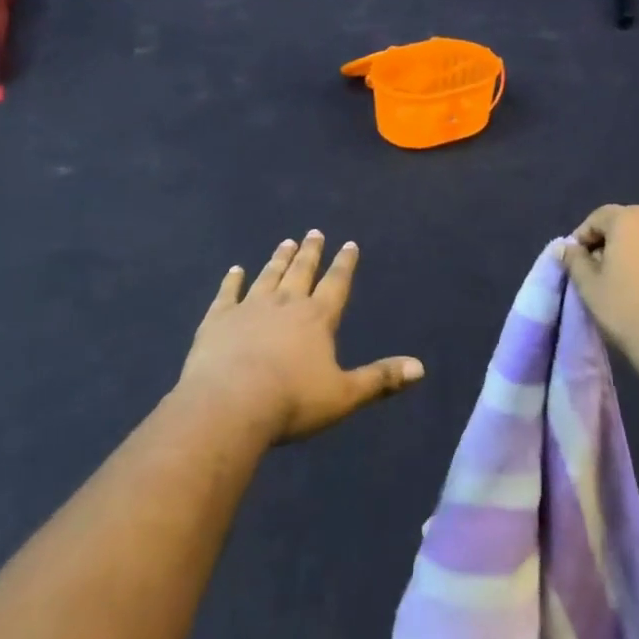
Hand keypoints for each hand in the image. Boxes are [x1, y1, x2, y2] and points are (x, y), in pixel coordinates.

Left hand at [179, 231, 423, 442]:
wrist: (230, 405)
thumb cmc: (292, 402)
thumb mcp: (343, 395)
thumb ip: (380, 379)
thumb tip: (420, 368)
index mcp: (317, 318)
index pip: (336, 284)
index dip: (344, 264)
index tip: (349, 244)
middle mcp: (285, 303)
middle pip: (301, 272)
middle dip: (310, 252)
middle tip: (314, 232)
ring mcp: (250, 308)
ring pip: (269, 276)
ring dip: (279, 259)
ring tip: (286, 242)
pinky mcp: (218, 319)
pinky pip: (228, 293)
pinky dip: (232, 281)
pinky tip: (235, 270)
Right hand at [558, 205, 638, 373]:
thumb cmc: (628, 311)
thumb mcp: (589, 287)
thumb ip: (575, 261)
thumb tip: (567, 248)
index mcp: (631, 219)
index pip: (599, 217)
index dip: (584, 237)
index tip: (578, 262)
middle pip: (630, 225)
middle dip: (614, 243)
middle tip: (603, 272)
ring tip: (633, 286)